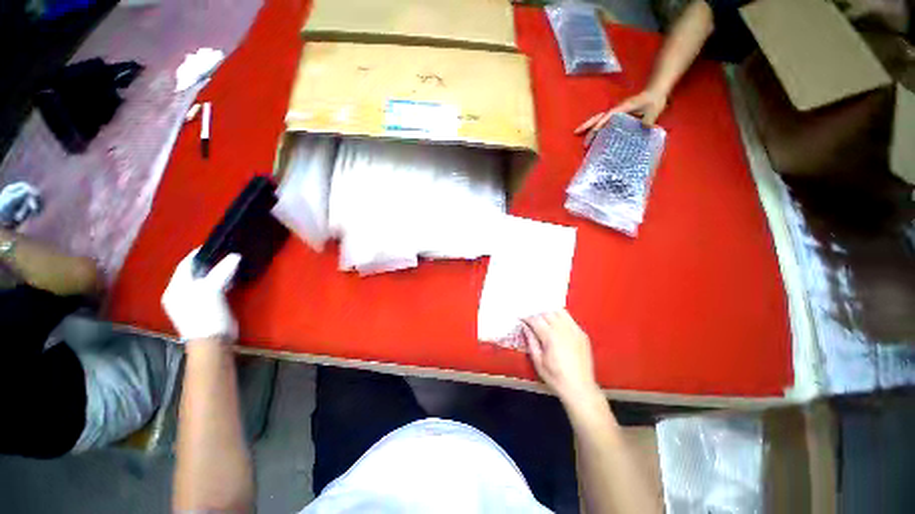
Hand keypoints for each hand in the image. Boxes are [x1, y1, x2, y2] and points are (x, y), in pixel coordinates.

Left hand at [162, 249, 240, 341]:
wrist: (213, 342)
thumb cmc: (205, 315)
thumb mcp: (211, 291)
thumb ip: (221, 272)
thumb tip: (236, 255)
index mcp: (175, 289)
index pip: (185, 266)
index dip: (197, 254)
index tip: (213, 245)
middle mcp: (180, 294)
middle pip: (194, 273)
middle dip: (208, 263)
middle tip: (225, 254)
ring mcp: (192, 302)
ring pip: (204, 281)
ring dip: (216, 273)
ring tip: (230, 264)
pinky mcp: (205, 308)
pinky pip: (212, 289)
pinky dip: (221, 282)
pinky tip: (231, 279)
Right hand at [523, 310, 599, 403]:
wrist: (580, 389)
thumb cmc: (556, 377)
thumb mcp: (538, 361)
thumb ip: (531, 341)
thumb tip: (525, 327)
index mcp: (550, 337)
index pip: (535, 319)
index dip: (526, 317)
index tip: (520, 318)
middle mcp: (563, 329)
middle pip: (547, 313)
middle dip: (537, 314)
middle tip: (531, 319)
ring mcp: (575, 330)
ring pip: (559, 312)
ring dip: (549, 313)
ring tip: (543, 319)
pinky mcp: (582, 334)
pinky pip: (570, 319)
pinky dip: (561, 317)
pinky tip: (557, 324)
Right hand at [575, 89, 667, 145]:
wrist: (655, 92)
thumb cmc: (654, 100)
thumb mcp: (654, 110)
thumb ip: (649, 119)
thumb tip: (644, 128)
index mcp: (623, 108)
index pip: (608, 116)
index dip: (601, 123)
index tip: (594, 131)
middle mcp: (616, 111)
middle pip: (597, 117)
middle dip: (587, 125)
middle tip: (575, 132)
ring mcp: (615, 114)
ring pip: (598, 120)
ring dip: (588, 127)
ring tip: (579, 137)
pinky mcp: (616, 117)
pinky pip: (603, 123)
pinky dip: (595, 129)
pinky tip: (592, 137)